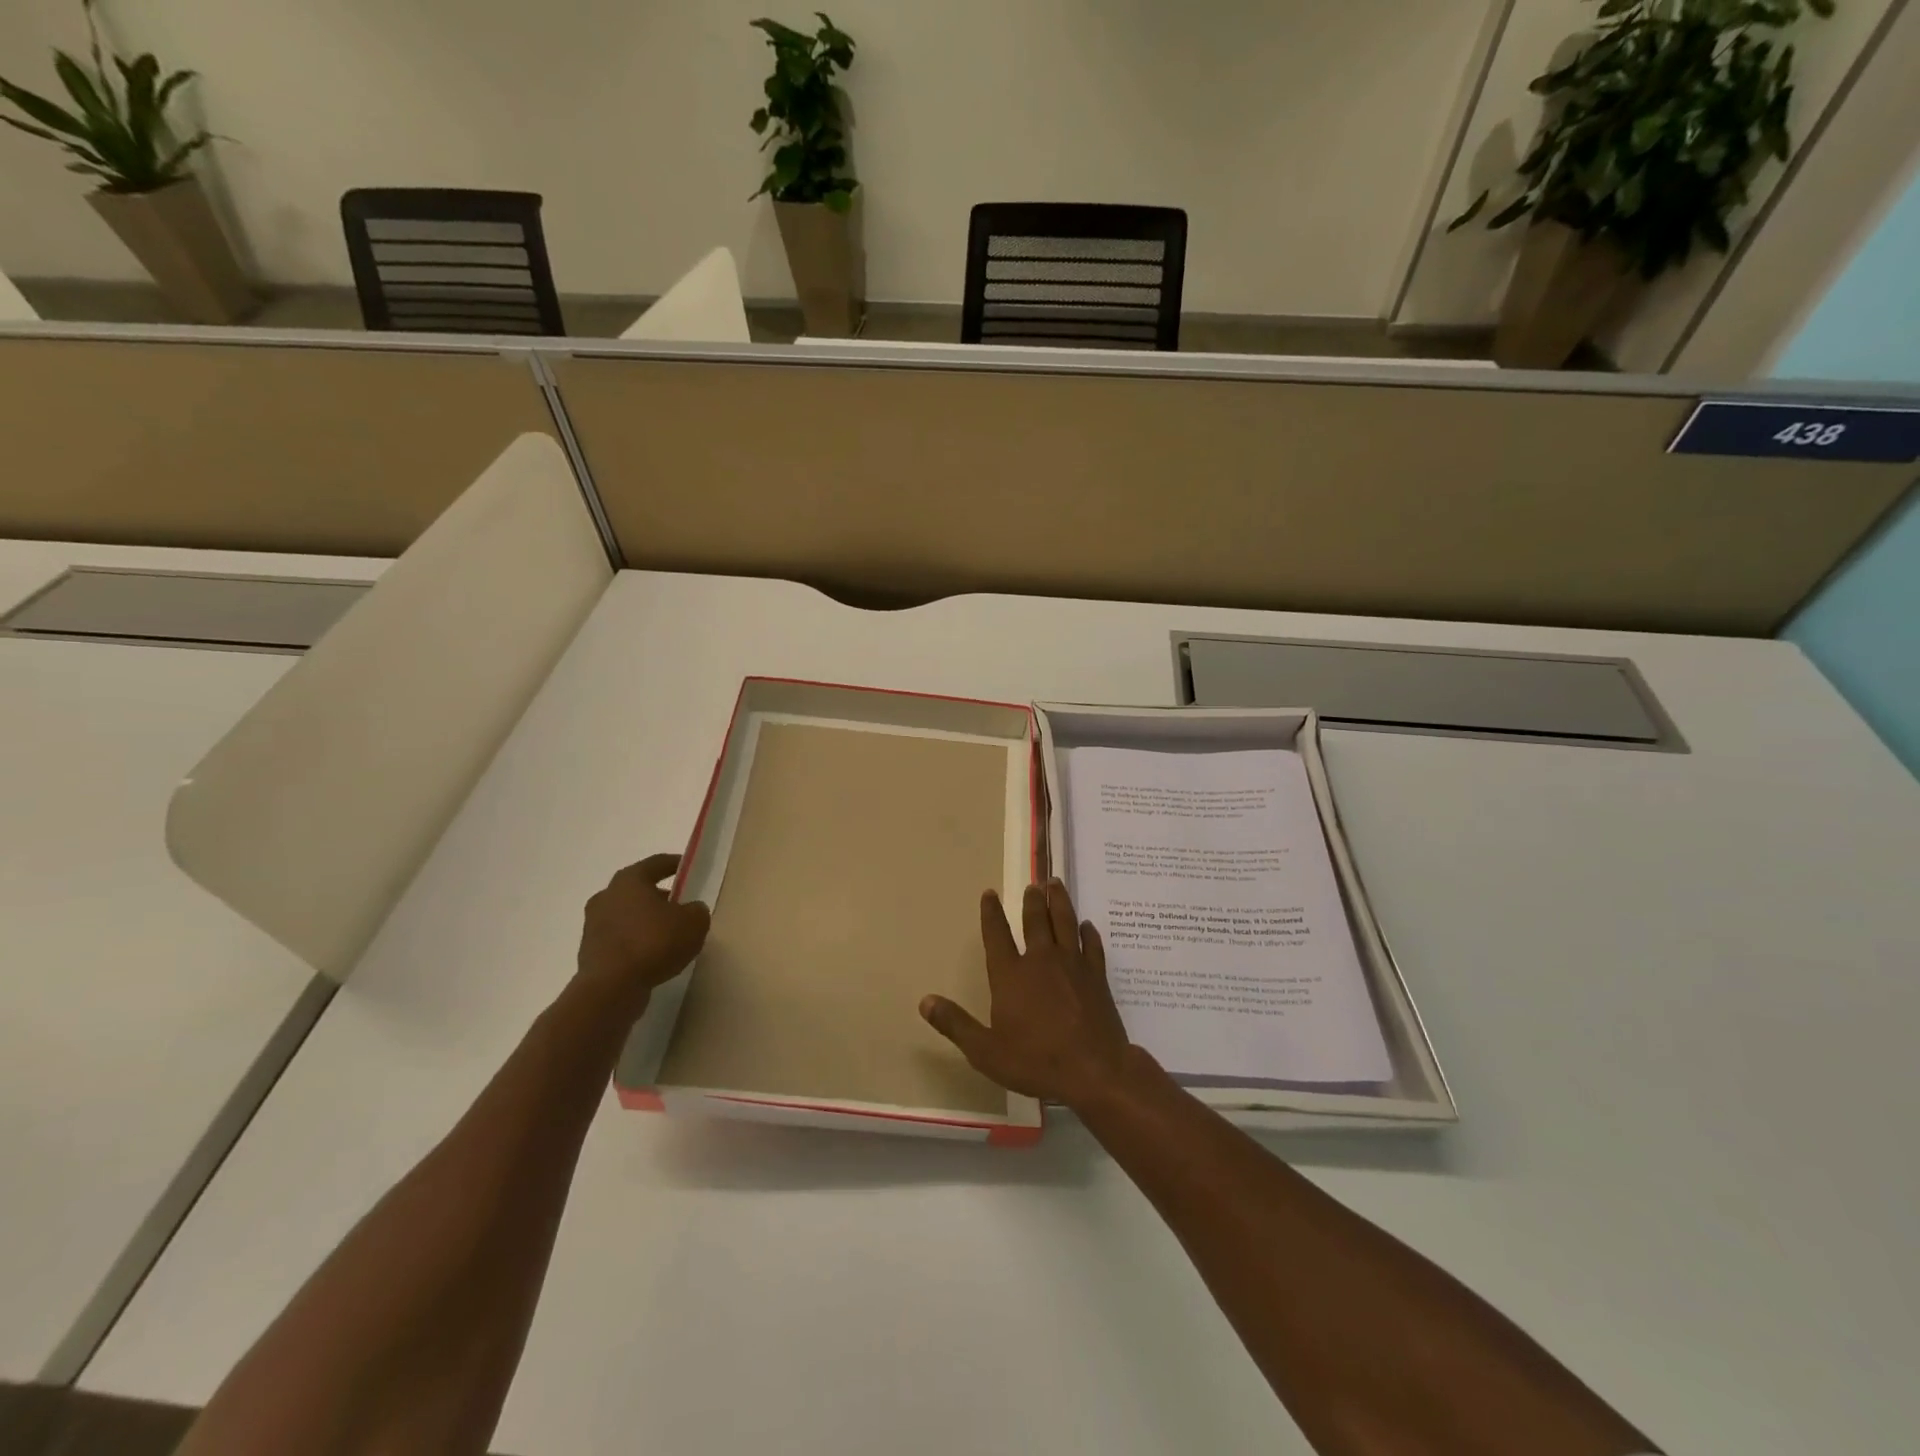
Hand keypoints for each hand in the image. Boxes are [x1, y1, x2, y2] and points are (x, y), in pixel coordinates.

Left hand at [576, 854, 710, 1019]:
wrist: (611, 988)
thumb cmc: (654, 943)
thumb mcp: (694, 923)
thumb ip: (696, 911)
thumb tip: (691, 911)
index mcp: (629, 880)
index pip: (656, 863)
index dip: (675, 864)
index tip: (688, 867)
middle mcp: (606, 896)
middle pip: (638, 890)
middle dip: (659, 896)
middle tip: (681, 906)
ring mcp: (593, 925)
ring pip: (627, 916)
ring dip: (645, 921)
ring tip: (669, 935)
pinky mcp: (590, 952)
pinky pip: (620, 940)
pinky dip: (636, 943)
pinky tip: (653, 956)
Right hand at [920, 880, 1134, 1108]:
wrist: (1094, 1070)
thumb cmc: (1036, 1061)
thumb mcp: (985, 1051)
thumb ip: (955, 1024)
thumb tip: (925, 1001)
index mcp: (1010, 975)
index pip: (997, 935)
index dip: (991, 913)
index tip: (990, 893)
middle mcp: (1041, 961)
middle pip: (1036, 921)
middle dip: (1032, 901)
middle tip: (1034, 884)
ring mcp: (1073, 965)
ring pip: (1065, 923)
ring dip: (1059, 902)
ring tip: (1056, 884)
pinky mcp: (1097, 977)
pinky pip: (1092, 946)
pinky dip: (1089, 933)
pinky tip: (1088, 926)